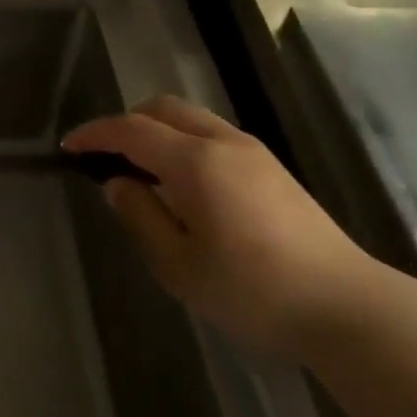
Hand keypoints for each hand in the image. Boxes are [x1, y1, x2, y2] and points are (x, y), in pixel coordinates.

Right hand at [64, 96, 376, 355]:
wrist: (347, 307)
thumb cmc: (254, 292)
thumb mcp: (180, 266)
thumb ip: (141, 217)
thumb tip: (118, 183)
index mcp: (196, 162)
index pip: (132, 130)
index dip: (96, 134)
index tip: (69, 146)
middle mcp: (224, 141)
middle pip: (163, 109)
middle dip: (127, 122)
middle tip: (106, 156)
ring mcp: (253, 151)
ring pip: (191, 118)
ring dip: (157, 130)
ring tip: (142, 171)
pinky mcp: (272, 167)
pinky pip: (213, 134)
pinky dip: (184, 142)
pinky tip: (184, 183)